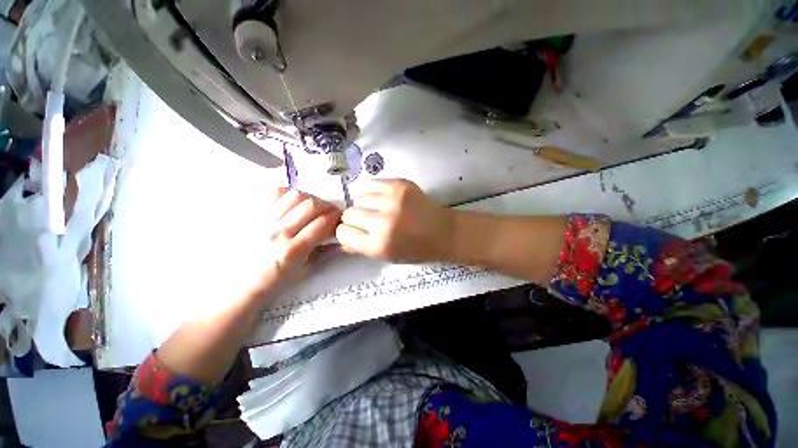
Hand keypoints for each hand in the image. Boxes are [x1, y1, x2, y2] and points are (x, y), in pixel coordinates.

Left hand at [260, 188, 341, 290]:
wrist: (239, 285)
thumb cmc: (274, 282)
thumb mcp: (305, 271)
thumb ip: (325, 251)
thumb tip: (341, 238)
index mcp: (292, 250)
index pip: (322, 223)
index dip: (336, 217)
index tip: (340, 218)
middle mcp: (277, 232)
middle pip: (311, 205)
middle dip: (327, 206)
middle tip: (331, 212)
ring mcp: (263, 221)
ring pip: (294, 195)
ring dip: (310, 199)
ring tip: (313, 207)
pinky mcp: (253, 214)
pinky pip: (274, 193)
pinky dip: (289, 195)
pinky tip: (294, 204)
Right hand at [336, 179, 454, 262]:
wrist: (444, 232)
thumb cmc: (416, 250)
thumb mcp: (388, 257)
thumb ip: (361, 249)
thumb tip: (340, 241)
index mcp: (379, 245)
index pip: (344, 233)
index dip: (347, 233)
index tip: (355, 232)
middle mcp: (383, 222)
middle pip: (349, 214)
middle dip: (355, 219)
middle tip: (368, 221)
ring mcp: (393, 201)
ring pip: (359, 197)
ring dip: (365, 205)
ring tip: (379, 209)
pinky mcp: (401, 185)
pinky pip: (372, 184)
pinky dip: (374, 192)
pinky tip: (384, 199)